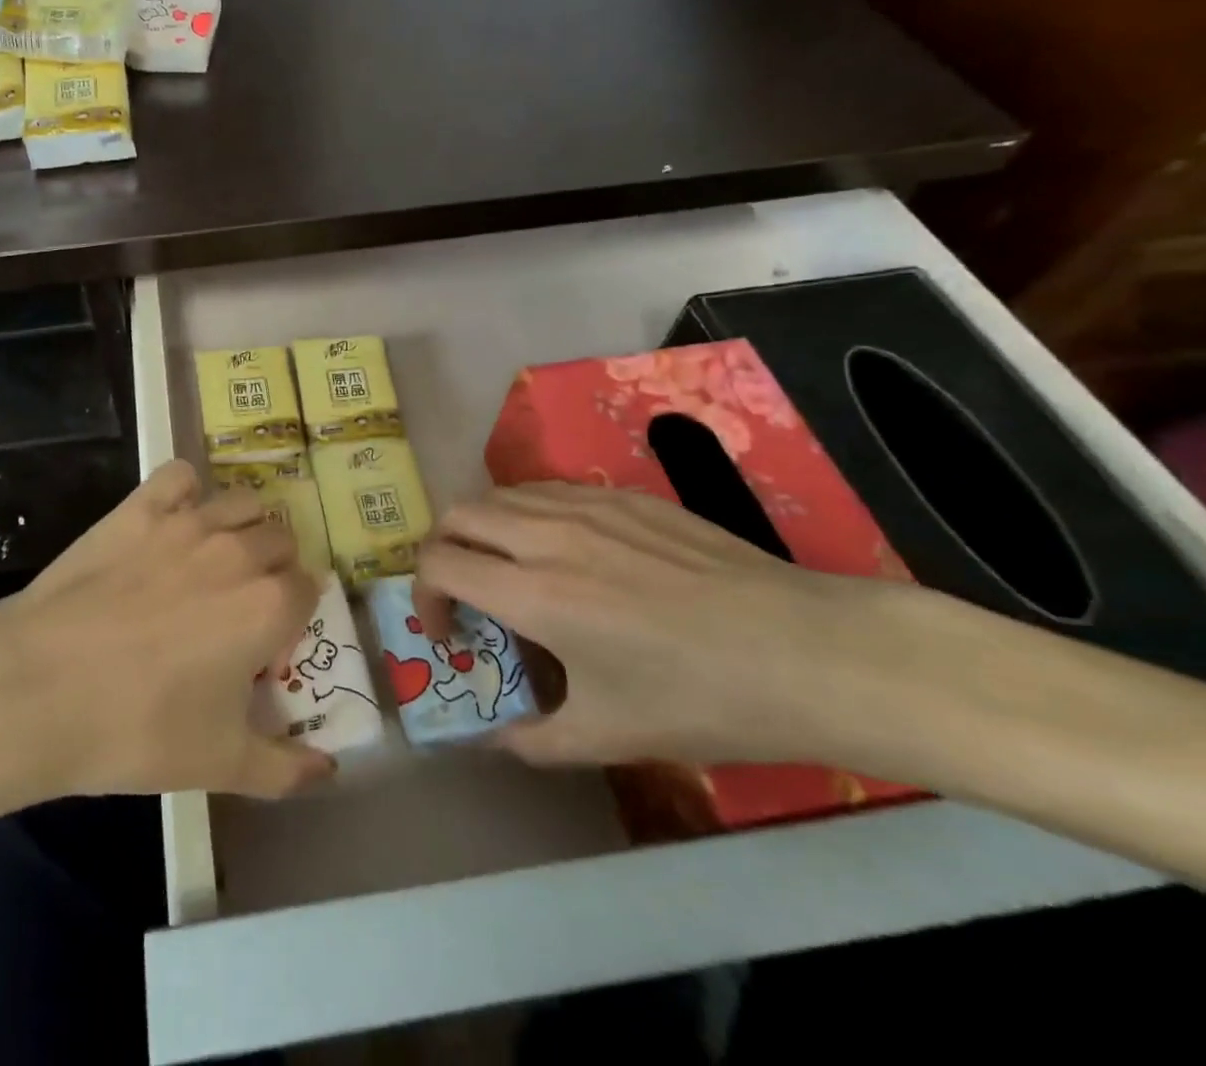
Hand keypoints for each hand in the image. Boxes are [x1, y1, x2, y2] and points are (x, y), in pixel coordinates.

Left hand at [0, 459, 335, 798]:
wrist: (39, 687)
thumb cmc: (138, 729)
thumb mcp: (221, 765)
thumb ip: (285, 769)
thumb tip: (328, 771)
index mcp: (268, 606)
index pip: (309, 589)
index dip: (293, 615)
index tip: (268, 641)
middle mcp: (239, 552)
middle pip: (281, 540)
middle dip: (274, 569)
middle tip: (241, 604)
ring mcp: (188, 523)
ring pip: (242, 503)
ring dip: (243, 527)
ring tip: (216, 560)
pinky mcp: (140, 508)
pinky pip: (180, 475)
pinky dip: (186, 490)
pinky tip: (175, 517)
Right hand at [414, 482, 897, 768]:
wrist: (807, 652)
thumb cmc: (703, 700)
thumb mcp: (610, 737)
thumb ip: (534, 741)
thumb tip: (494, 740)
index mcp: (534, 593)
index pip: (438, 564)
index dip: (424, 597)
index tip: (449, 633)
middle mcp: (547, 535)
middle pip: (458, 515)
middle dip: (443, 552)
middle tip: (467, 593)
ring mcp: (587, 506)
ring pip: (500, 494)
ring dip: (485, 529)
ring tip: (511, 569)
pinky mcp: (624, 495)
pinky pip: (548, 490)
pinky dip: (529, 514)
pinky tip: (565, 551)